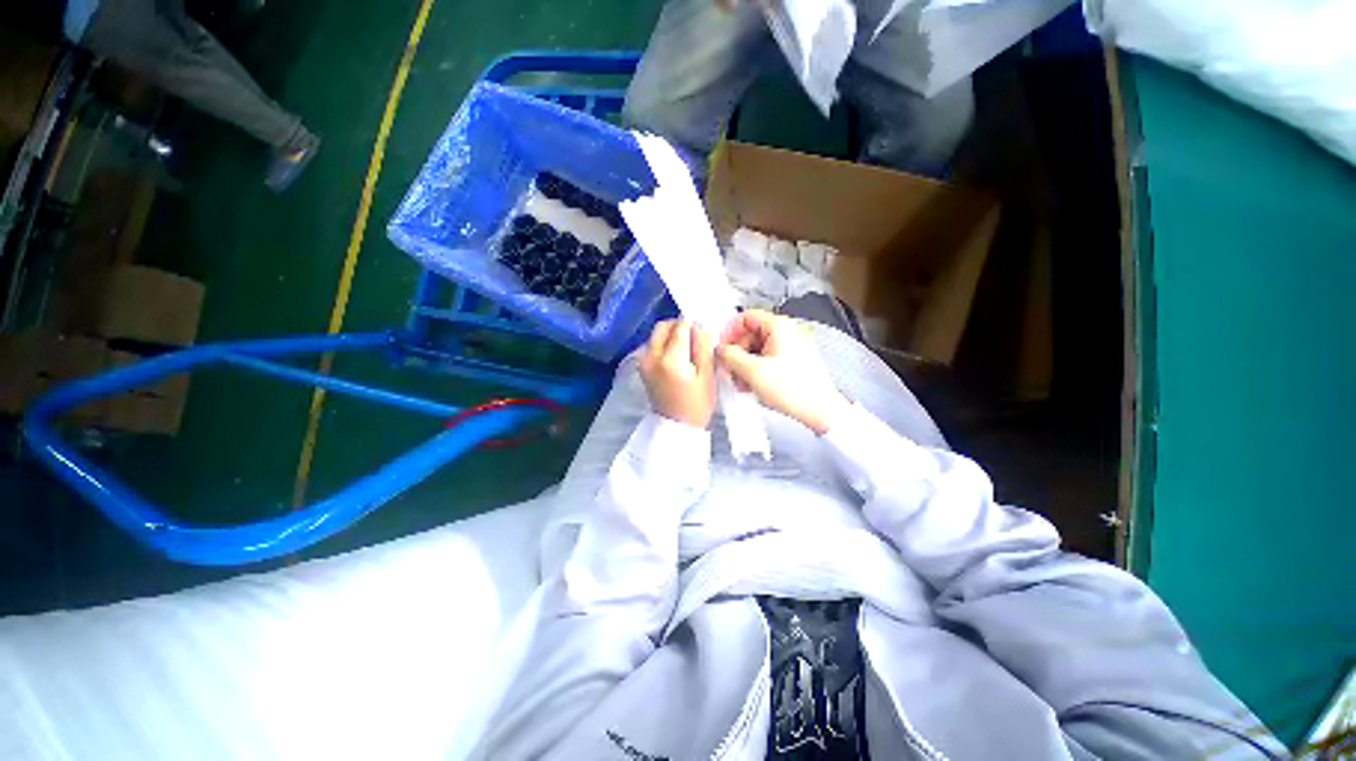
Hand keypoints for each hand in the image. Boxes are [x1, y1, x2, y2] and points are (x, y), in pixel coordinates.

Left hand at [640, 320, 717, 428]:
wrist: (675, 428)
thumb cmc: (697, 405)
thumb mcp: (707, 375)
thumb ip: (703, 347)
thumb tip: (700, 325)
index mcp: (670, 358)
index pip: (681, 326)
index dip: (695, 327)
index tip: (704, 338)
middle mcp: (651, 355)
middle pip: (664, 325)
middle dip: (680, 327)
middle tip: (695, 341)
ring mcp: (643, 361)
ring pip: (657, 334)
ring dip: (672, 335)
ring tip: (687, 351)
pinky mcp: (641, 366)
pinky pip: (653, 345)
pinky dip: (665, 344)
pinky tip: (677, 358)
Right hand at [717, 310, 848, 434]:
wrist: (820, 410)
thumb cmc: (790, 388)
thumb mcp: (753, 371)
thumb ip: (730, 356)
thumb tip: (719, 349)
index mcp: (779, 326)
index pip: (746, 317)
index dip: (729, 332)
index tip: (721, 349)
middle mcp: (787, 331)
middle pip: (751, 333)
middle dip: (736, 352)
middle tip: (728, 370)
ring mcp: (792, 346)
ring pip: (758, 348)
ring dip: (744, 363)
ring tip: (739, 383)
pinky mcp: (794, 361)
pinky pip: (768, 358)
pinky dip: (756, 368)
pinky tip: (750, 385)